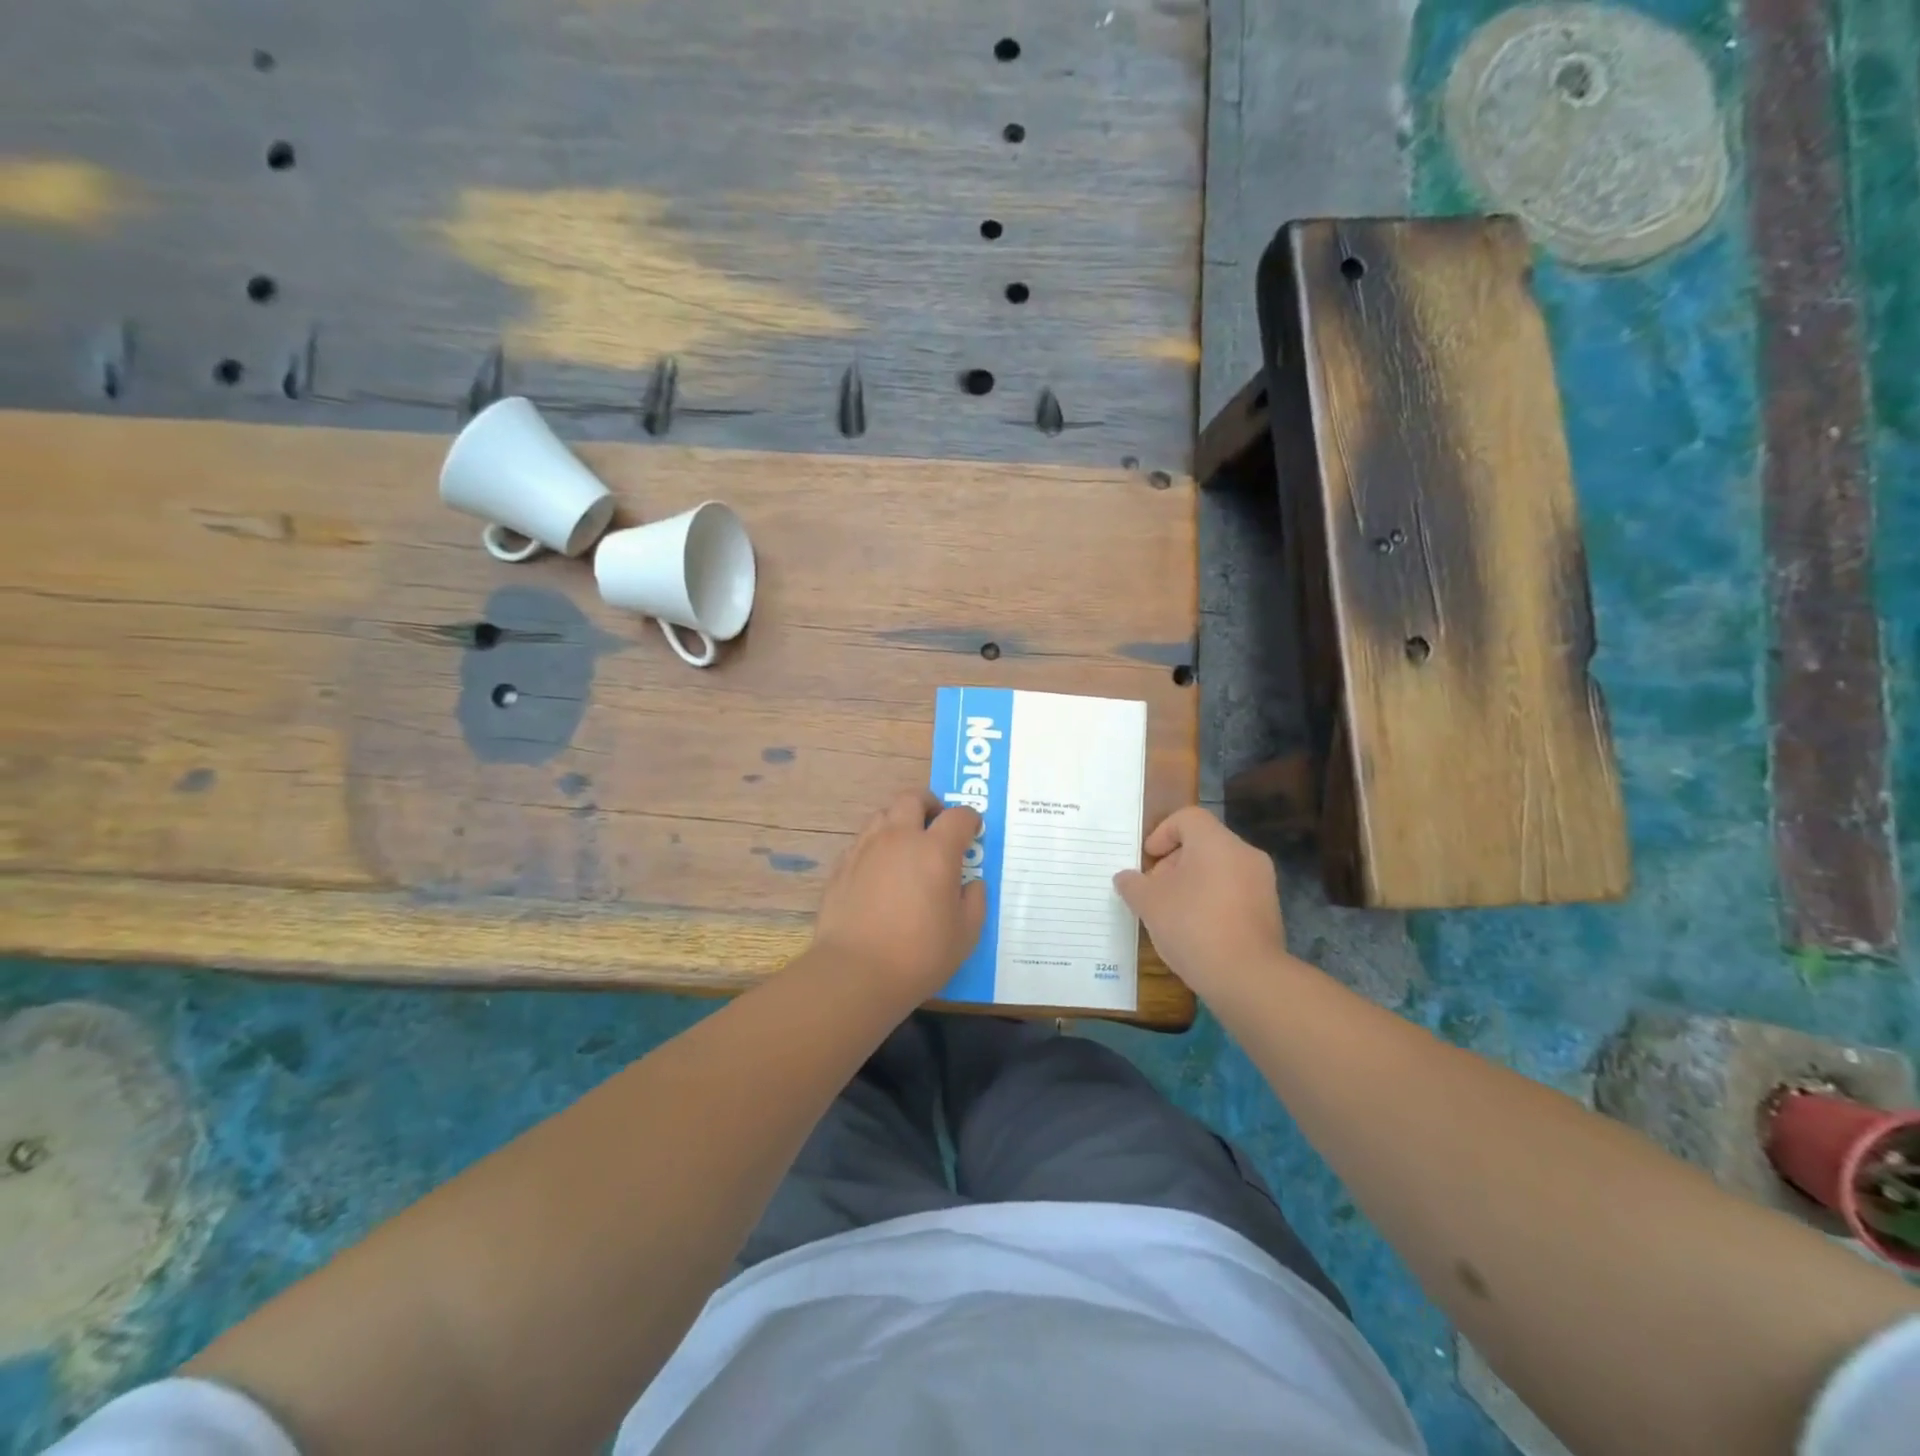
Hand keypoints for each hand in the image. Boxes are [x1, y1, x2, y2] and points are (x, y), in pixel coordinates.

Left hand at [813, 789, 987, 995]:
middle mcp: (899, 838)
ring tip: (906, 844)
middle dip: (929, 804)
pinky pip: (862, 842)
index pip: (958, 816)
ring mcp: (865, 849)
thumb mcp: (965, 934)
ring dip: (899, 821)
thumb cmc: (920, 955)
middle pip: (913, 798)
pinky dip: (876, 846)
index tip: (973, 831)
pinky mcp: (841, 866)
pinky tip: (879, 871)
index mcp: (935, 850)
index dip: (970, 819)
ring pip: (882, 815)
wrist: (855, 972)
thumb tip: (972, 884)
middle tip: (937, 822)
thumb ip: (975, 901)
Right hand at [1113, 807, 1285, 994]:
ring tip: (1172, 913)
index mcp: (1216, 842)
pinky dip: (1212, 901)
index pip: (1187, 818)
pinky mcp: (1269, 911)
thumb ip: (1133, 884)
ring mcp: (1262, 884)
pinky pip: (1234, 893)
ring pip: (1219, 869)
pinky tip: (1196, 930)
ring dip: (1192, 883)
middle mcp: (1245, 854)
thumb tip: (1125, 878)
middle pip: (1203, 844)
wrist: (1247, 977)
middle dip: (1174, 862)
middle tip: (1155, 890)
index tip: (1148, 861)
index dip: (1162, 833)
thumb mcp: (1149, 903)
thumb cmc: (1193, 926)